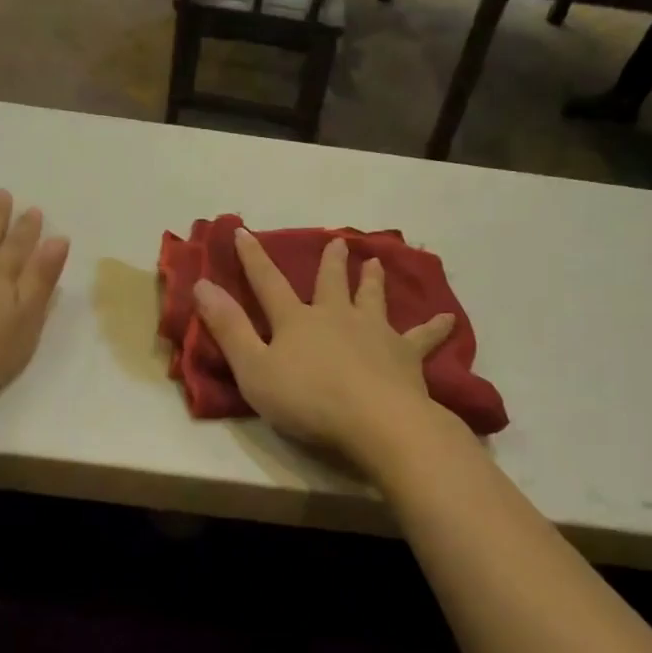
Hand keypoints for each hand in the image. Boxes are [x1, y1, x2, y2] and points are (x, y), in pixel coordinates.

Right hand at [191, 228, 455, 461]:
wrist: (375, 421)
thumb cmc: (307, 399)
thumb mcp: (253, 368)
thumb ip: (229, 328)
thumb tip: (202, 285)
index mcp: (297, 320)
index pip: (268, 283)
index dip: (253, 258)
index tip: (243, 231)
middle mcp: (337, 316)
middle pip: (331, 283)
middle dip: (331, 262)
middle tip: (338, 242)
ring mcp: (375, 333)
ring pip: (373, 299)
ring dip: (373, 281)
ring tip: (376, 262)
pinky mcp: (406, 356)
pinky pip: (422, 338)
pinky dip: (434, 328)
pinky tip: (449, 320)